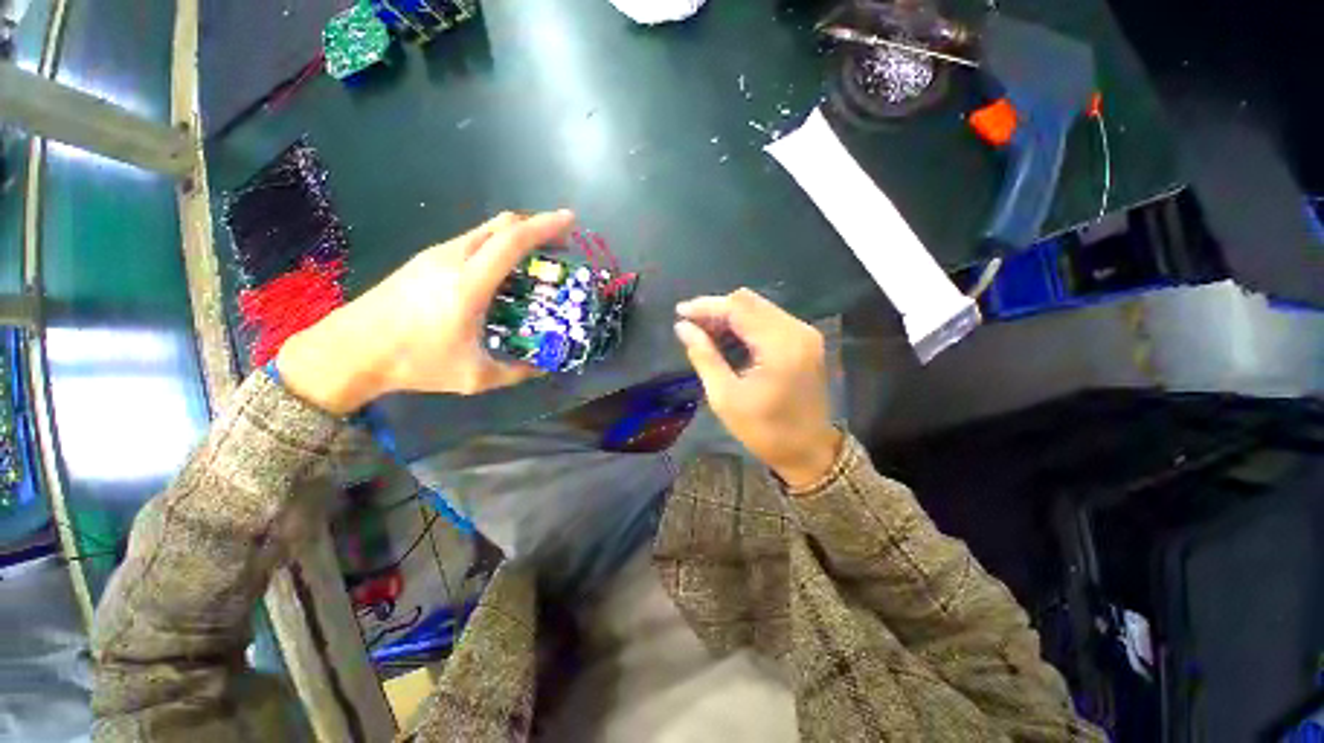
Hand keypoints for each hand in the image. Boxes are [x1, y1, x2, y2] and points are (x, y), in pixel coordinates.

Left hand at [277, 210, 575, 413]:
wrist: (349, 350)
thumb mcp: (473, 377)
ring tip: (536, 257)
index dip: (544, 226)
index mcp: (468, 284)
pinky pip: (470, 241)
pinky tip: (501, 270)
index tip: (570, 220)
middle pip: (500, 224)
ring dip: (515, 235)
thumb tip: (542, 367)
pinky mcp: (424, 260)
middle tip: (560, 242)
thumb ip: (515, 372)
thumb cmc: (414, 363)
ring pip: (484, 230)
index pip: (512, 241)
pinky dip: (496, 245)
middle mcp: (452, 258)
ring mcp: (435, 255)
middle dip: (535, 226)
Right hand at [674, 288, 842, 489]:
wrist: (809, 451)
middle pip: (749, 302)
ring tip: (703, 332)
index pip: (738, 308)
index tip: (679, 312)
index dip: (706, 306)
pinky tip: (727, 337)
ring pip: (759, 307)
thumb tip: (683, 327)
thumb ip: (704, 356)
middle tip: (691, 325)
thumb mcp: (726, 397)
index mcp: (779, 346)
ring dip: (729, 315)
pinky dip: (745, 324)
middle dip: (716, 309)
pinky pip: (769, 319)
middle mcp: (797, 330)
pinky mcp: (805, 341)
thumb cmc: (764, 430)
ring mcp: (805, 333)